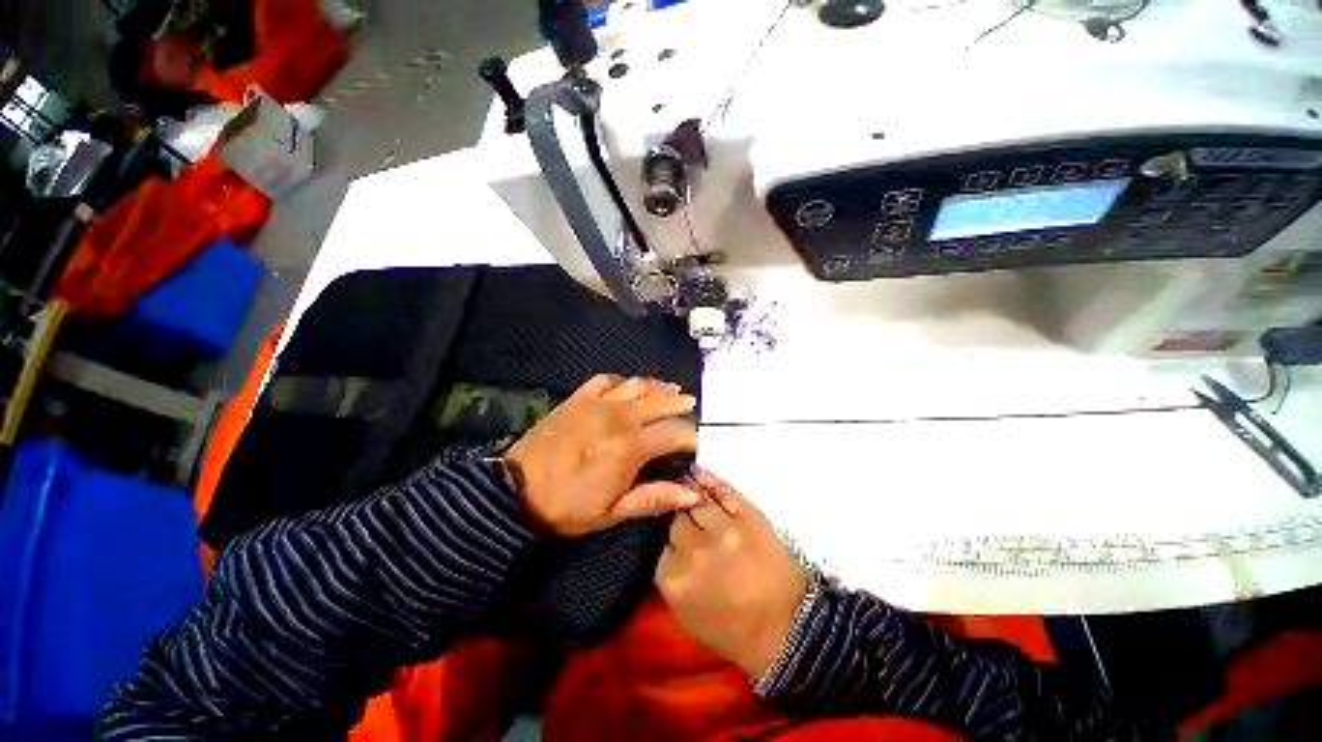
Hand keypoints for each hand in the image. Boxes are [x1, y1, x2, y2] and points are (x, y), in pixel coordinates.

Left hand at [503, 374, 699, 536]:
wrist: (514, 492)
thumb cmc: (567, 507)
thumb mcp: (613, 512)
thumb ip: (656, 498)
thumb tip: (695, 493)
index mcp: (630, 446)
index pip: (676, 432)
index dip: (694, 435)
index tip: (701, 442)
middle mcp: (619, 416)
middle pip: (662, 400)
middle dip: (683, 404)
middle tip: (693, 410)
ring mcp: (597, 403)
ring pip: (639, 384)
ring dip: (659, 387)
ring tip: (672, 392)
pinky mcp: (578, 397)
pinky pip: (607, 378)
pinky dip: (624, 380)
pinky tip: (630, 387)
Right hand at [655, 470, 807, 676]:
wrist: (785, 630)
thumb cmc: (732, 629)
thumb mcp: (685, 612)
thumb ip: (668, 573)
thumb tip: (661, 538)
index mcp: (674, 578)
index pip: (658, 541)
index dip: (666, 537)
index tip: (671, 536)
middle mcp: (694, 550)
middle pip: (675, 519)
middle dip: (679, 521)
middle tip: (686, 522)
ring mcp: (723, 530)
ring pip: (694, 499)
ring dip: (691, 498)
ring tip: (687, 492)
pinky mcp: (749, 516)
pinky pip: (722, 489)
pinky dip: (708, 480)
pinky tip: (698, 474)